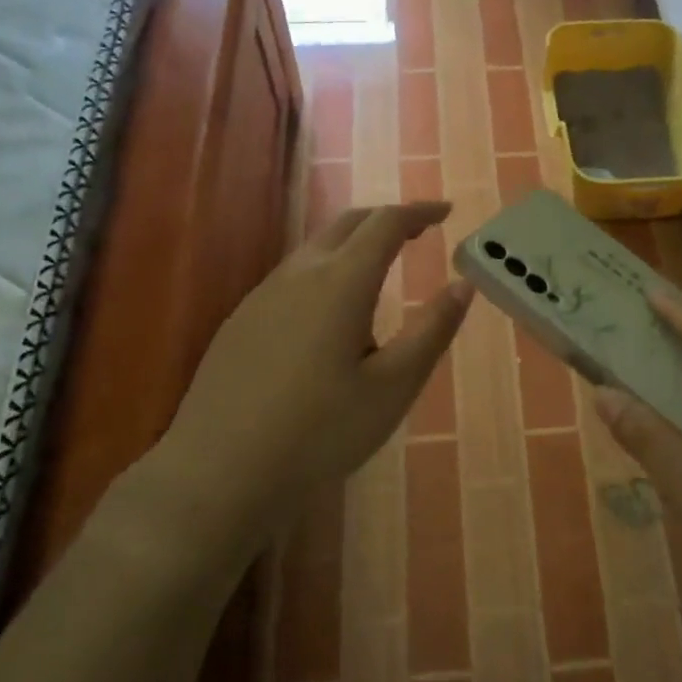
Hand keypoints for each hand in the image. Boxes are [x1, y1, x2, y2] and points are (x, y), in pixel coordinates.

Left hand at [119, 203, 471, 564]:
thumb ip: (431, 331)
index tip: (446, 211)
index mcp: (341, 282)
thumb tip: (462, 285)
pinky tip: (329, 316)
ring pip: (316, 248)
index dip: (420, 211)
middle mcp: (300, 274)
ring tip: (380, 274)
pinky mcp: (241, 319)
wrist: (218, 471)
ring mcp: (263, 294)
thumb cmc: (319, 432)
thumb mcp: (392, 388)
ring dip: (354, 245)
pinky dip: (326, 271)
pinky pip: (293, 275)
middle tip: (418, 232)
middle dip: (387, 219)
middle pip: (348, 224)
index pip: (386, 223)